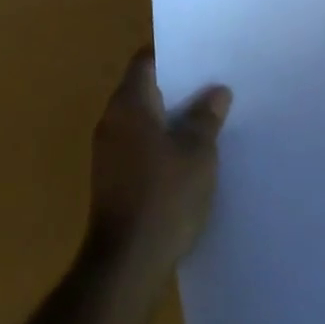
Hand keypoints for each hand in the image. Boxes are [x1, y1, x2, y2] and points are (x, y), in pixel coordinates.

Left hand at [87, 51, 230, 274]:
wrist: (125, 267)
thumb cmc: (163, 198)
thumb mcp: (197, 153)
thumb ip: (206, 117)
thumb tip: (217, 91)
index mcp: (128, 103)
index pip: (146, 61)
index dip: (172, 55)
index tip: (199, 57)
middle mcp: (112, 120)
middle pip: (144, 89)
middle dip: (175, 88)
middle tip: (210, 87)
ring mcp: (107, 152)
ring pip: (142, 120)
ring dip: (168, 119)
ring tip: (205, 121)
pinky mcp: (111, 180)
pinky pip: (138, 146)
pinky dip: (159, 145)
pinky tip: (187, 158)